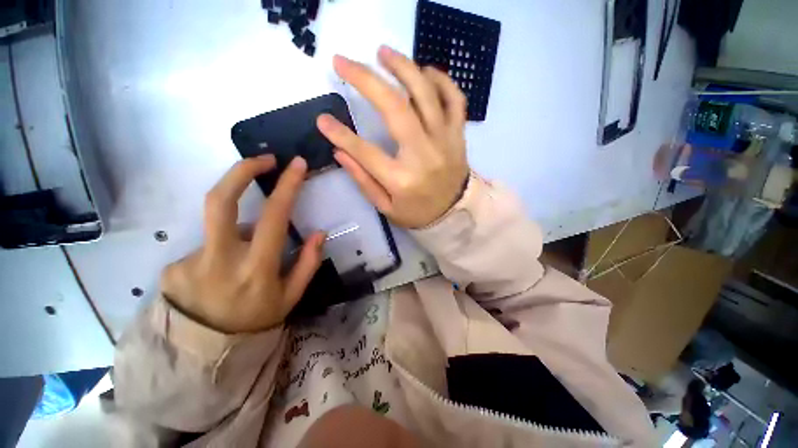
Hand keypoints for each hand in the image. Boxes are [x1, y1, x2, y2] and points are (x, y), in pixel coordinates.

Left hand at [161, 155, 324, 333]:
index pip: (272, 216)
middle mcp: (218, 260)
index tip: (296, 165)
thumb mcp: (292, 296)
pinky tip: (224, 274)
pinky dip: (224, 250)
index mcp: (256, 269)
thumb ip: (307, 262)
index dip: (286, 186)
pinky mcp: (172, 267)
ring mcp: (189, 262)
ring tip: (250, 257)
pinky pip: (209, 245)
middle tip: (263, 160)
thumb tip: (319, 232)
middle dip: (242, 171)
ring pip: (221, 227)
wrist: (205, 353)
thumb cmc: (257, 321)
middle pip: (219, 200)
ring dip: (242, 229)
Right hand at [317, 45, 469, 228]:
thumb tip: (339, 152)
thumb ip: (363, 180)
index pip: (365, 151)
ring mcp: (445, 141)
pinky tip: (424, 72)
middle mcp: (424, 155)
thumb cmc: (418, 213)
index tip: (322, 120)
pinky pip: (454, 99)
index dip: (341, 134)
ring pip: (426, 94)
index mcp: (402, 179)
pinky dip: (441, 80)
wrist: (454, 214)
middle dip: (366, 80)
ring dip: (403, 67)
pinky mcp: (458, 135)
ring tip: (383, 53)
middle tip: (344, 61)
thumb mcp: (386, 207)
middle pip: (395, 108)